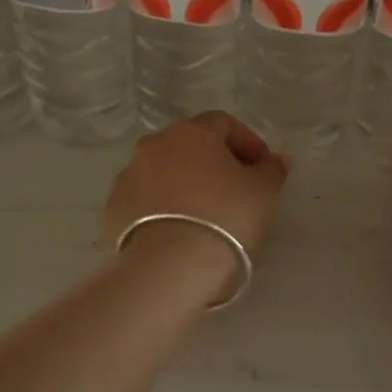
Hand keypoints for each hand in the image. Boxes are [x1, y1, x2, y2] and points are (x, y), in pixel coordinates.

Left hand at [103, 112, 288, 302]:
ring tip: (205, 215)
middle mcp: (154, 145)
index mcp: (191, 132)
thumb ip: (271, 170)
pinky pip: (145, 200)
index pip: (224, 124)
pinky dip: (163, 208)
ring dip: (185, 184)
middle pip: (190, 145)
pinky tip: (179, 231)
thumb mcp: (262, 193)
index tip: (263, 169)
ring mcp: (128, 175)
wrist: (168, 268)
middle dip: (215, 162)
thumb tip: (277, 159)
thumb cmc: (224, 218)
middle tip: (236, 191)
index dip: (248, 143)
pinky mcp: (113, 208)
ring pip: (164, 172)